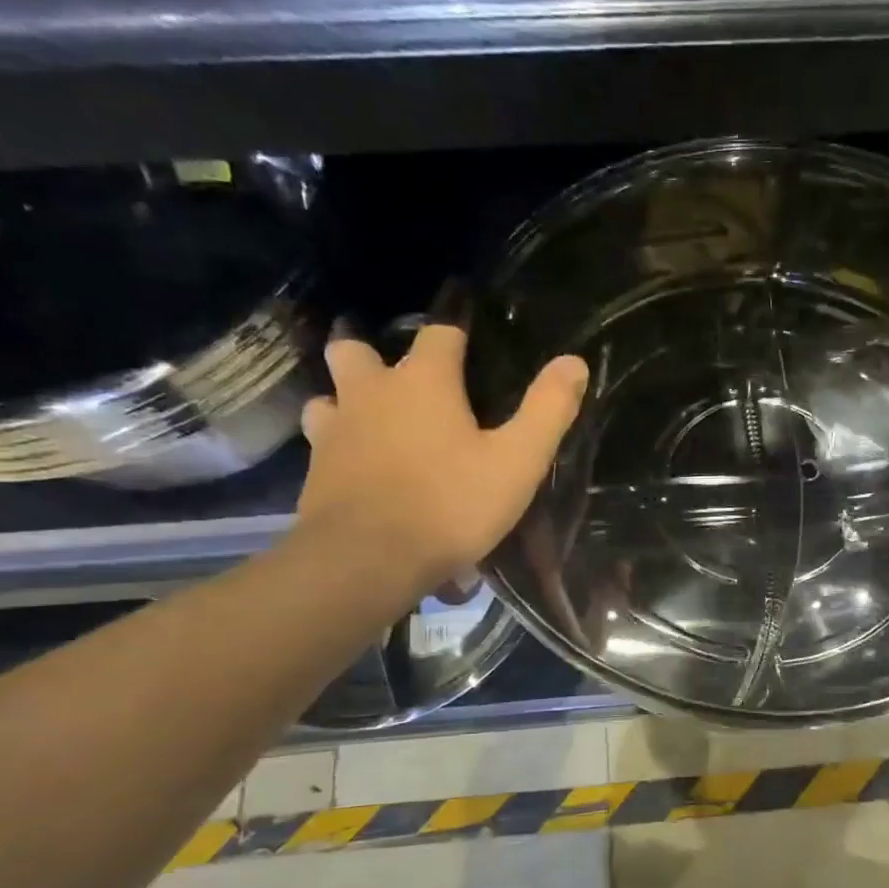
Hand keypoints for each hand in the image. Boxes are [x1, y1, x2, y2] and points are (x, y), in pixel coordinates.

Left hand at [294, 324, 587, 604]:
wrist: (368, 560)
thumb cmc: (451, 504)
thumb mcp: (517, 461)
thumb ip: (547, 409)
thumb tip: (574, 361)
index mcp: (424, 382)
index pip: (439, 332)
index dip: (455, 327)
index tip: (465, 328)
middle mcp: (371, 393)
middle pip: (357, 350)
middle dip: (374, 353)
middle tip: (398, 374)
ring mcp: (335, 431)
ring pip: (329, 396)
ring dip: (347, 400)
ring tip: (370, 420)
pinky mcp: (314, 471)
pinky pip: (322, 443)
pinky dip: (337, 445)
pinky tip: (354, 466)